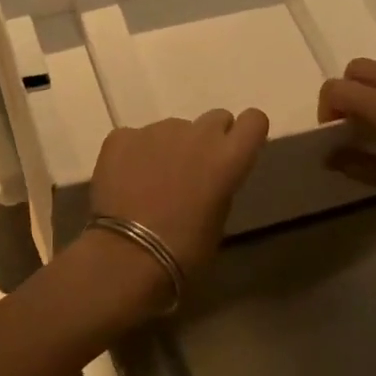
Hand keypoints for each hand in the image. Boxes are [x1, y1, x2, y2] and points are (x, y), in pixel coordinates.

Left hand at [89, 109, 270, 272]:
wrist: (127, 256)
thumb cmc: (184, 250)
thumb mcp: (218, 219)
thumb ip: (219, 184)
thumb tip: (208, 175)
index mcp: (228, 157)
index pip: (254, 120)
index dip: (245, 133)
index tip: (234, 150)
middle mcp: (196, 133)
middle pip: (214, 119)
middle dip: (208, 139)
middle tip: (193, 169)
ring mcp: (156, 130)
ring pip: (172, 129)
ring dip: (169, 148)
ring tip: (152, 183)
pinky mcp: (121, 136)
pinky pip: (135, 138)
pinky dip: (134, 154)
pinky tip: (126, 181)